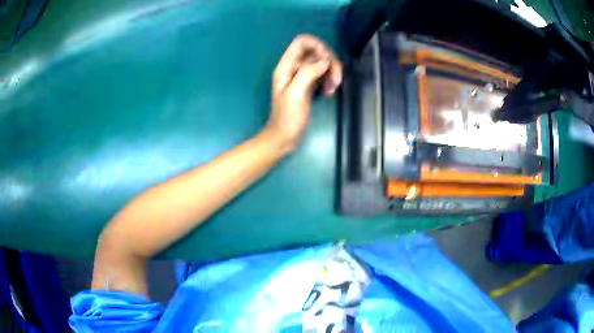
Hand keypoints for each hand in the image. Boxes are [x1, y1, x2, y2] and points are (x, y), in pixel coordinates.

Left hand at [264, 34, 341, 153]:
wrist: (284, 137)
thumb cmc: (287, 118)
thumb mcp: (296, 94)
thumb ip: (308, 73)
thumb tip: (326, 60)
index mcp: (286, 66)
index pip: (303, 41)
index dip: (318, 46)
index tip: (328, 60)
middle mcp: (294, 67)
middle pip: (317, 51)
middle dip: (329, 62)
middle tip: (335, 80)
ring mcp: (303, 76)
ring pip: (322, 63)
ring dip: (332, 73)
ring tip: (332, 89)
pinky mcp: (310, 85)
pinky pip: (323, 74)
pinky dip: (329, 80)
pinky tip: (329, 93)